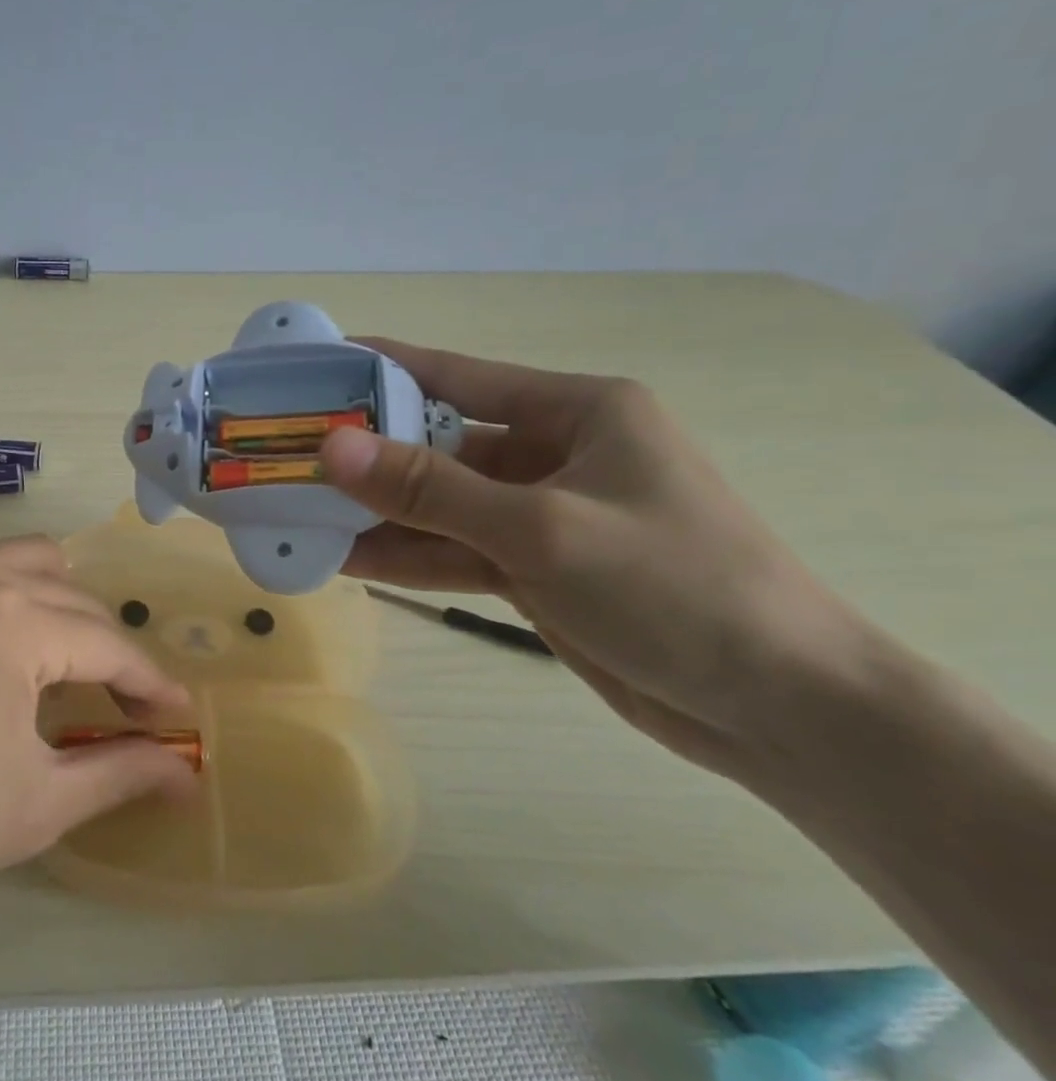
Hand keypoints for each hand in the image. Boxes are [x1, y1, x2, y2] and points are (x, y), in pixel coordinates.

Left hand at [0, 536, 195, 949]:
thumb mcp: (31, 807)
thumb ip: (120, 773)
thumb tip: (188, 773)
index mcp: (8, 622)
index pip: (108, 645)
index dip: (151, 686)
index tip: (180, 719)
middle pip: (74, 602)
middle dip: (112, 655)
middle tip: (132, 713)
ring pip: (30, 566)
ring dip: (66, 612)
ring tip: (75, 674)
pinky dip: (15, 598)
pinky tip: (13, 652)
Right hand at [319, 342, 872, 783]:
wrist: (786, 712)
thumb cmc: (675, 588)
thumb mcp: (541, 529)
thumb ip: (429, 488)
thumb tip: (333, 447)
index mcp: (577, 411)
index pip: (458, 375)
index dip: (383, 369)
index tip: (316, 368)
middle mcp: (557, 452)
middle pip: (442, 444)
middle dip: (371, 455)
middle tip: (293, 457)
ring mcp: (545, 514)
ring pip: (443, 504)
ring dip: (382, 513)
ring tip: (304, 513)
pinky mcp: (538, 567)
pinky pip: (458, 549)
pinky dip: (410, 556)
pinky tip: (349, 559)